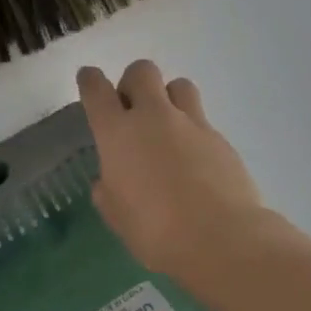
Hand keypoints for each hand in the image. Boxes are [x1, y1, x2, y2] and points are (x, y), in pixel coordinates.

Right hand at [76, 61, 263, 275]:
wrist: (221, 238)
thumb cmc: (156, 231)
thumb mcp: (116, 215)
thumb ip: (108, 190)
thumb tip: (109, 180)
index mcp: (118, 133)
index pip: (96, 90)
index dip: (89, 80)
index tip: (88, 79)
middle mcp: (153, 117)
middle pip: (142, 71)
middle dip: (133, 82)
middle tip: (132, 111)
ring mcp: (191, 123)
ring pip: (178, 84)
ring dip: (168, 97)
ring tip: (168, 126)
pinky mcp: (220, 138)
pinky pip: (201, 119)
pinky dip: (192, 130)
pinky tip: (194, 159)